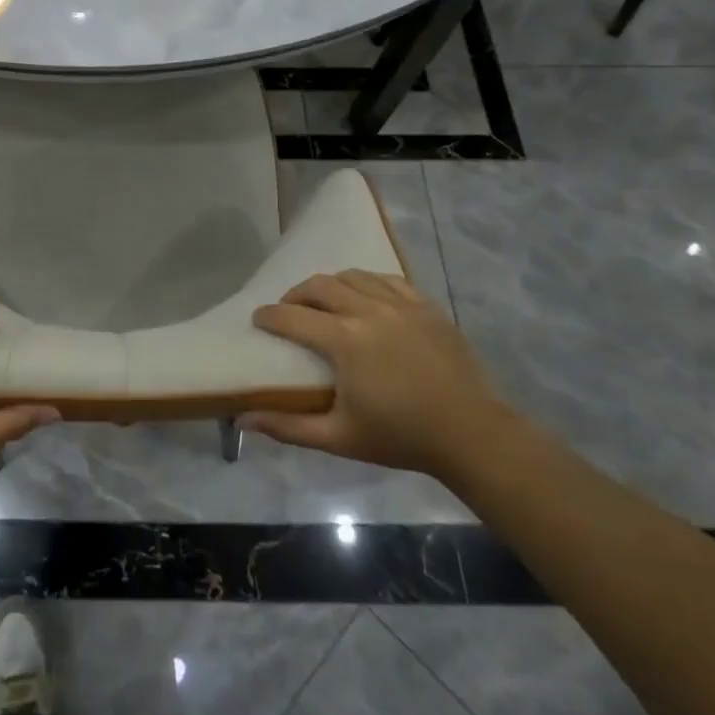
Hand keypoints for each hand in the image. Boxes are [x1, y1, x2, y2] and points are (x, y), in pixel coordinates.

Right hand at [244, 271, 509, 476]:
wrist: (471, 435)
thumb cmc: (401, 437)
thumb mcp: (339, 437)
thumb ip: (289, 426)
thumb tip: (243, 419)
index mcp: (344, 340)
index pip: (292, 316)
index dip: (269, 316)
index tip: (258, 320)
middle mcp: (368, 311)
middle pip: (319, 286)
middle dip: (296, 294)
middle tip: (288, 310)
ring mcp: (400, 305)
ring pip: (352, 276)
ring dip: (330, 284)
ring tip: (324, 301)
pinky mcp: (425, 306)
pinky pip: (386, 279)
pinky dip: (366, 283)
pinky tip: (364, 297)